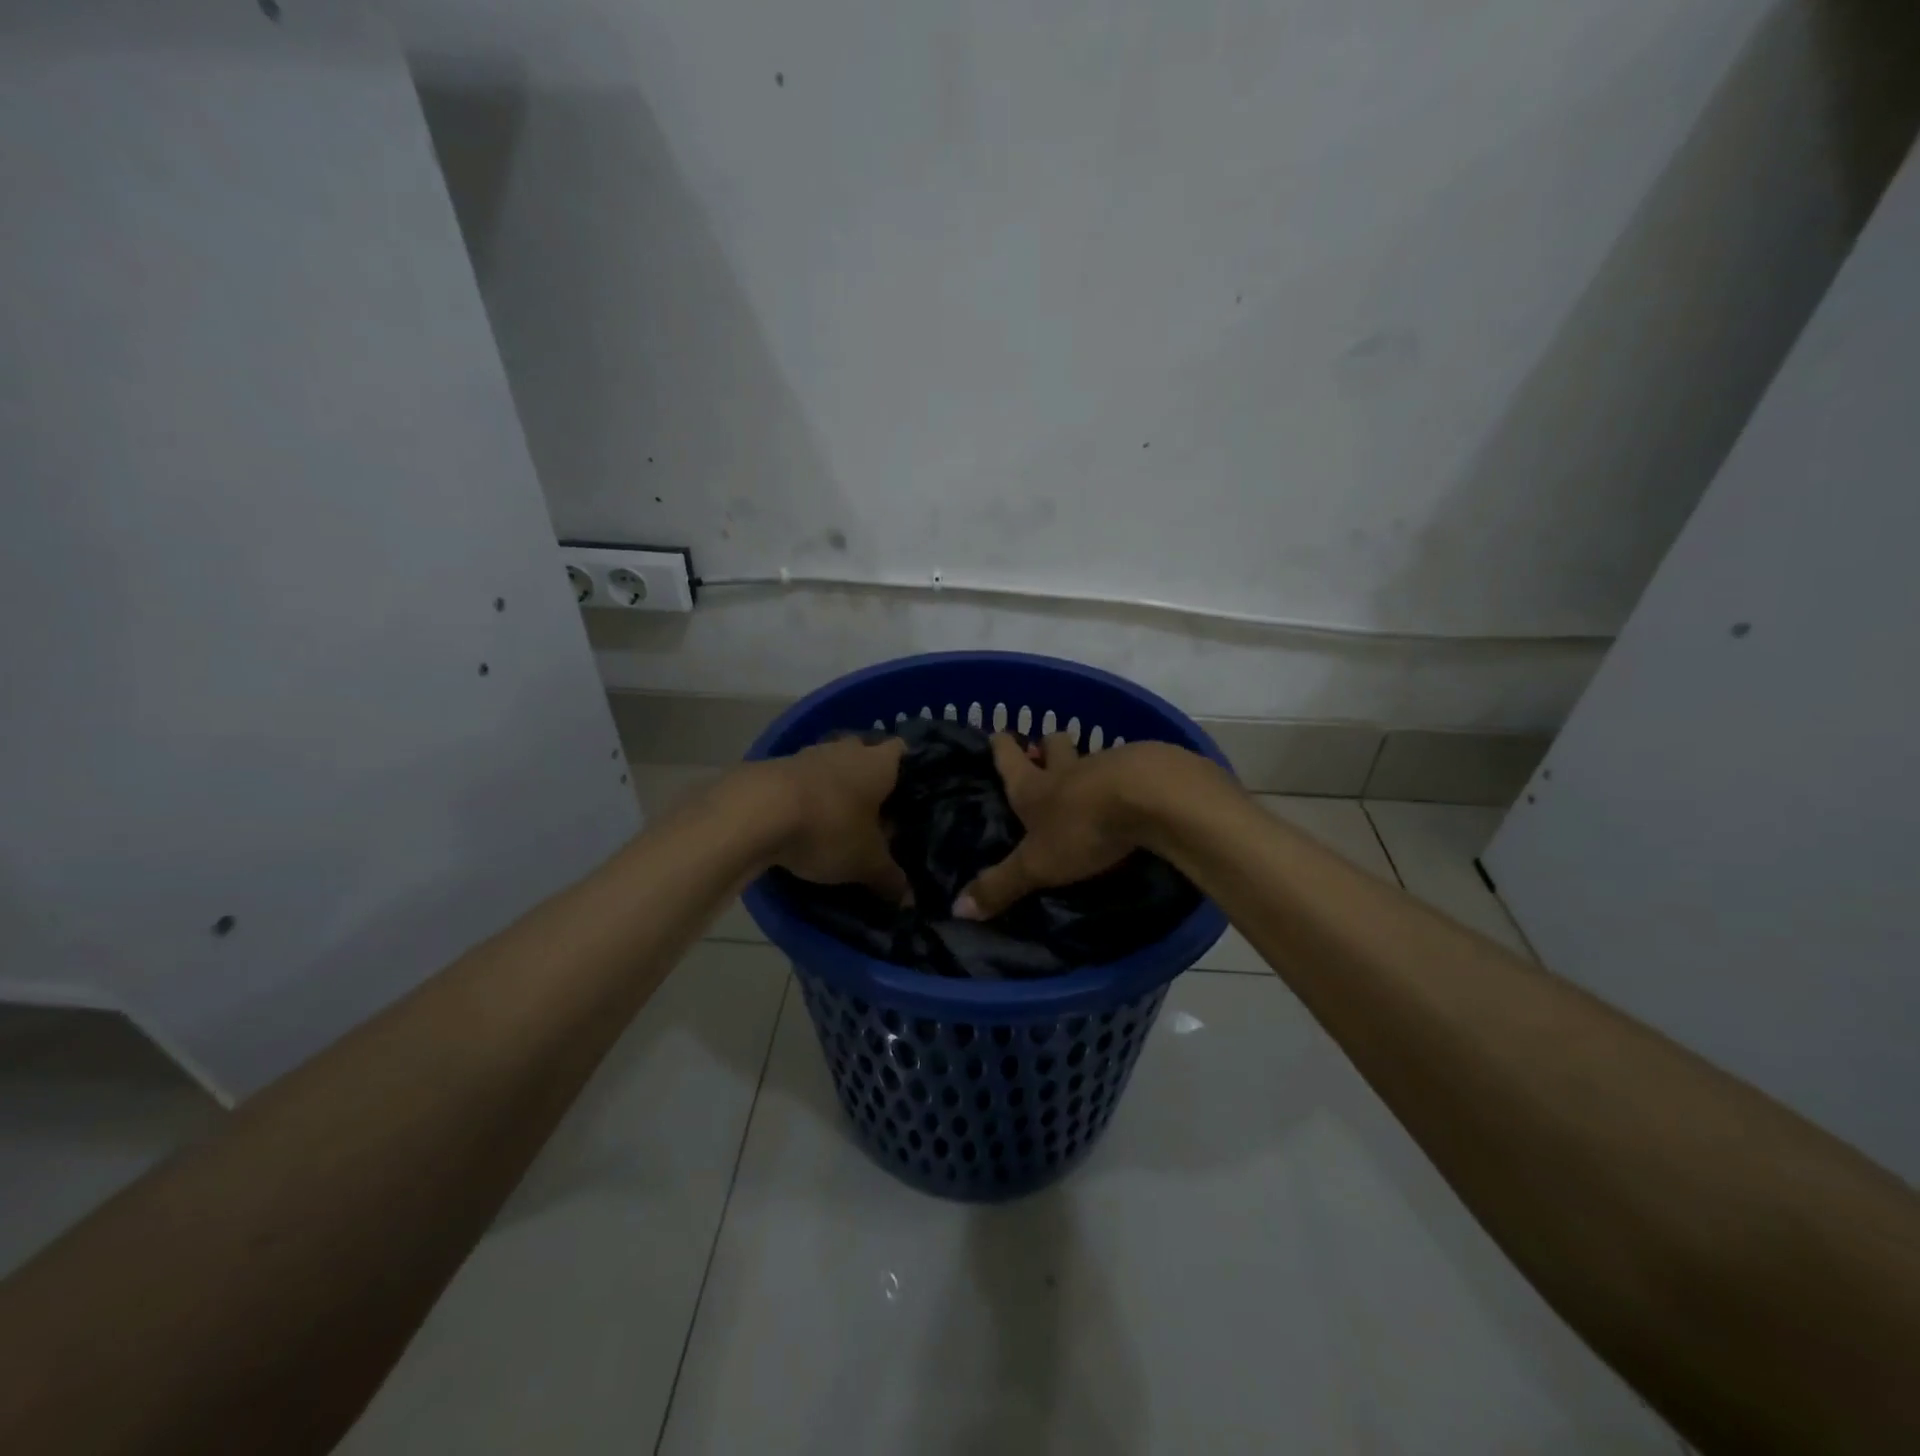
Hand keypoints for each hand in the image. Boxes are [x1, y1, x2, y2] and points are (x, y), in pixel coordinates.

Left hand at [759, 736, 909, 903]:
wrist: (756, 812)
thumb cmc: (829, 828)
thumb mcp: (866, 862)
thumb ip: (889, 877)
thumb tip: (908, 898)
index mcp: (879, 763)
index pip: (902, 751)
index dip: (908, 768)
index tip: (909, 792)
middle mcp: (847, 749)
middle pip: (864, 754)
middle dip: (868, 779)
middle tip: (876, 810)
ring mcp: (808, 754)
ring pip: (830, 766)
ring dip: (834, 786)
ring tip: (838, 819)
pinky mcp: (774, 767)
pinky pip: (800, 779)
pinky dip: (805, 796)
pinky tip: (802, 821)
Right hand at [955, 734, 1206, 918]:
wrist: (1152, 799)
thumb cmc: (1083, 828)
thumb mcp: (1036, 865)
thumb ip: (1001, 885)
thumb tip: (957, 908)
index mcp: (1035, 787)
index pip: (1009, 758)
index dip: (1001, 747)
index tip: (997, 734)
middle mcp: (1069, 769)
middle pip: (1054, 745)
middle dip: (1048, 747)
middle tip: (1046, 755)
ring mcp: (1111, 764)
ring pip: (1094, 757)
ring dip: (1089, 765)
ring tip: (1093, 783)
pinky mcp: (1149, 768)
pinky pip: (1134, 768)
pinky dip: (1129, 778)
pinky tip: (1136, 794)